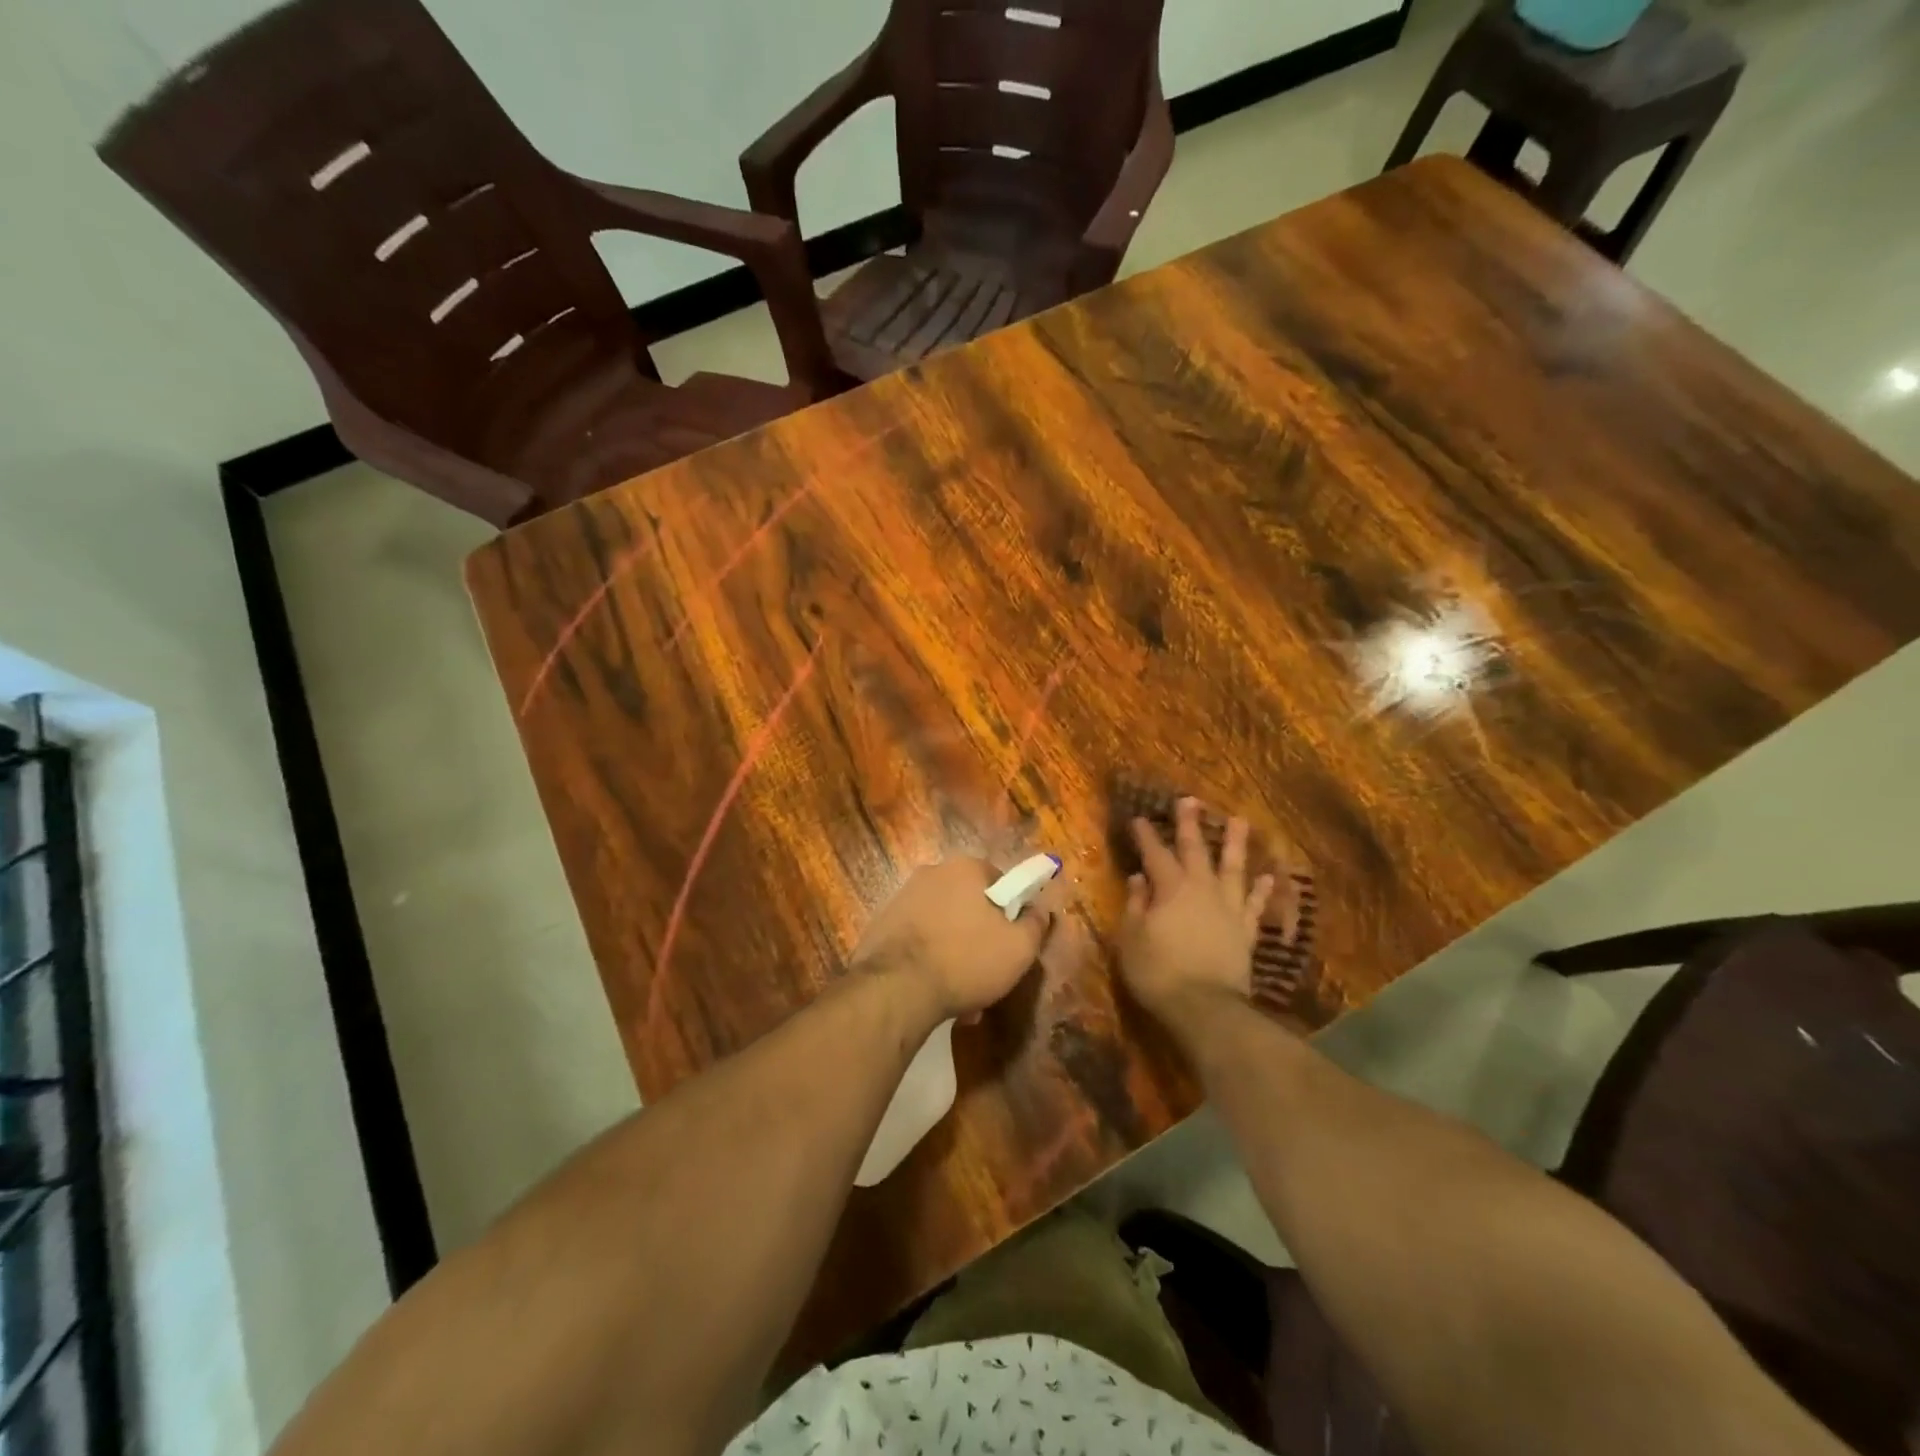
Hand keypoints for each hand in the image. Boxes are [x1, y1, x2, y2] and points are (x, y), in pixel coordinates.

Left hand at [853, 858, 1054, 1021]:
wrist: (895, 987)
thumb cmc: (966, 960)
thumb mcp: (1019, 948)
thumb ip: (1036, 924)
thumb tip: (1040, 909)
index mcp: (966, 868)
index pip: (1000, 881)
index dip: (1010, 912)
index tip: (1011, 941)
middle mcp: (932, 872)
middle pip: (968, 902)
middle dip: (979, 932)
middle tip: (987, 969)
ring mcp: (902, 896)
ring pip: (942, 922)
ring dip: (954, 948)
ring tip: (959, 990)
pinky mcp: (882, 922)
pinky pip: (917, 937)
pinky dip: (928, 957)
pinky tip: (932, 988)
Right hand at [1119, 799, 1273, 1025]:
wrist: (1205, 1007)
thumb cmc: (1158, 971)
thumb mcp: (1131, 938)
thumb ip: (1135, 905)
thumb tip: (1139, 879)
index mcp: (1170, 888)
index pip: (1155, 854)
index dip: (1146, 835)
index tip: (1139, 817)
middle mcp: (1202, 889)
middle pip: (1196, 850)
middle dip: (1190, 824)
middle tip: (1190, 800)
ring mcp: (1228, 909)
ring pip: (1233, 868)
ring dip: (1235, 844)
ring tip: (1240, 821)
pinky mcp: (1246, 931)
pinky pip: (1255, 904)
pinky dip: (1260, 889)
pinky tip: (1267, 875)